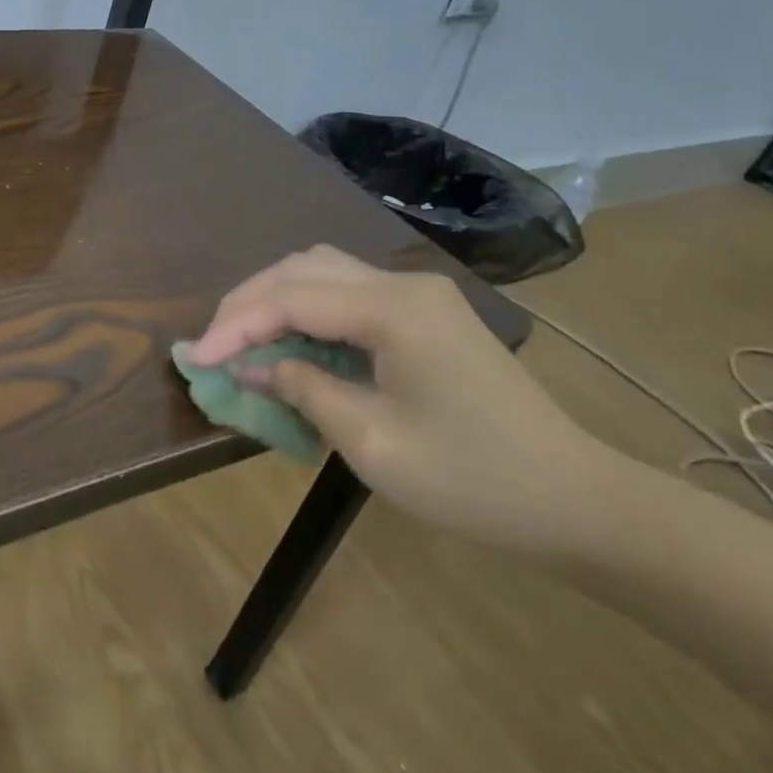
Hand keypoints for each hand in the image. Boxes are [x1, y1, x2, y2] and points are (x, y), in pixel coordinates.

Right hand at [185, 246, 617, 555]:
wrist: (576, 502)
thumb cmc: (473, 481)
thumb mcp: (373, 443)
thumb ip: (304, 389)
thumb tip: (253, 365)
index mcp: (392, 309)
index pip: (291, 298)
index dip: (236, 324)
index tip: (197, 358)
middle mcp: (402, 283)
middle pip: (302, 269)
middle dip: (249, 301)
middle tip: (213, 343)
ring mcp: (417, 293)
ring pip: (323, 271)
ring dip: (275, 298)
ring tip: (243, 337)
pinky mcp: (425, 312)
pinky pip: (348, 292)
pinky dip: (308, 309)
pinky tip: (291, 340)